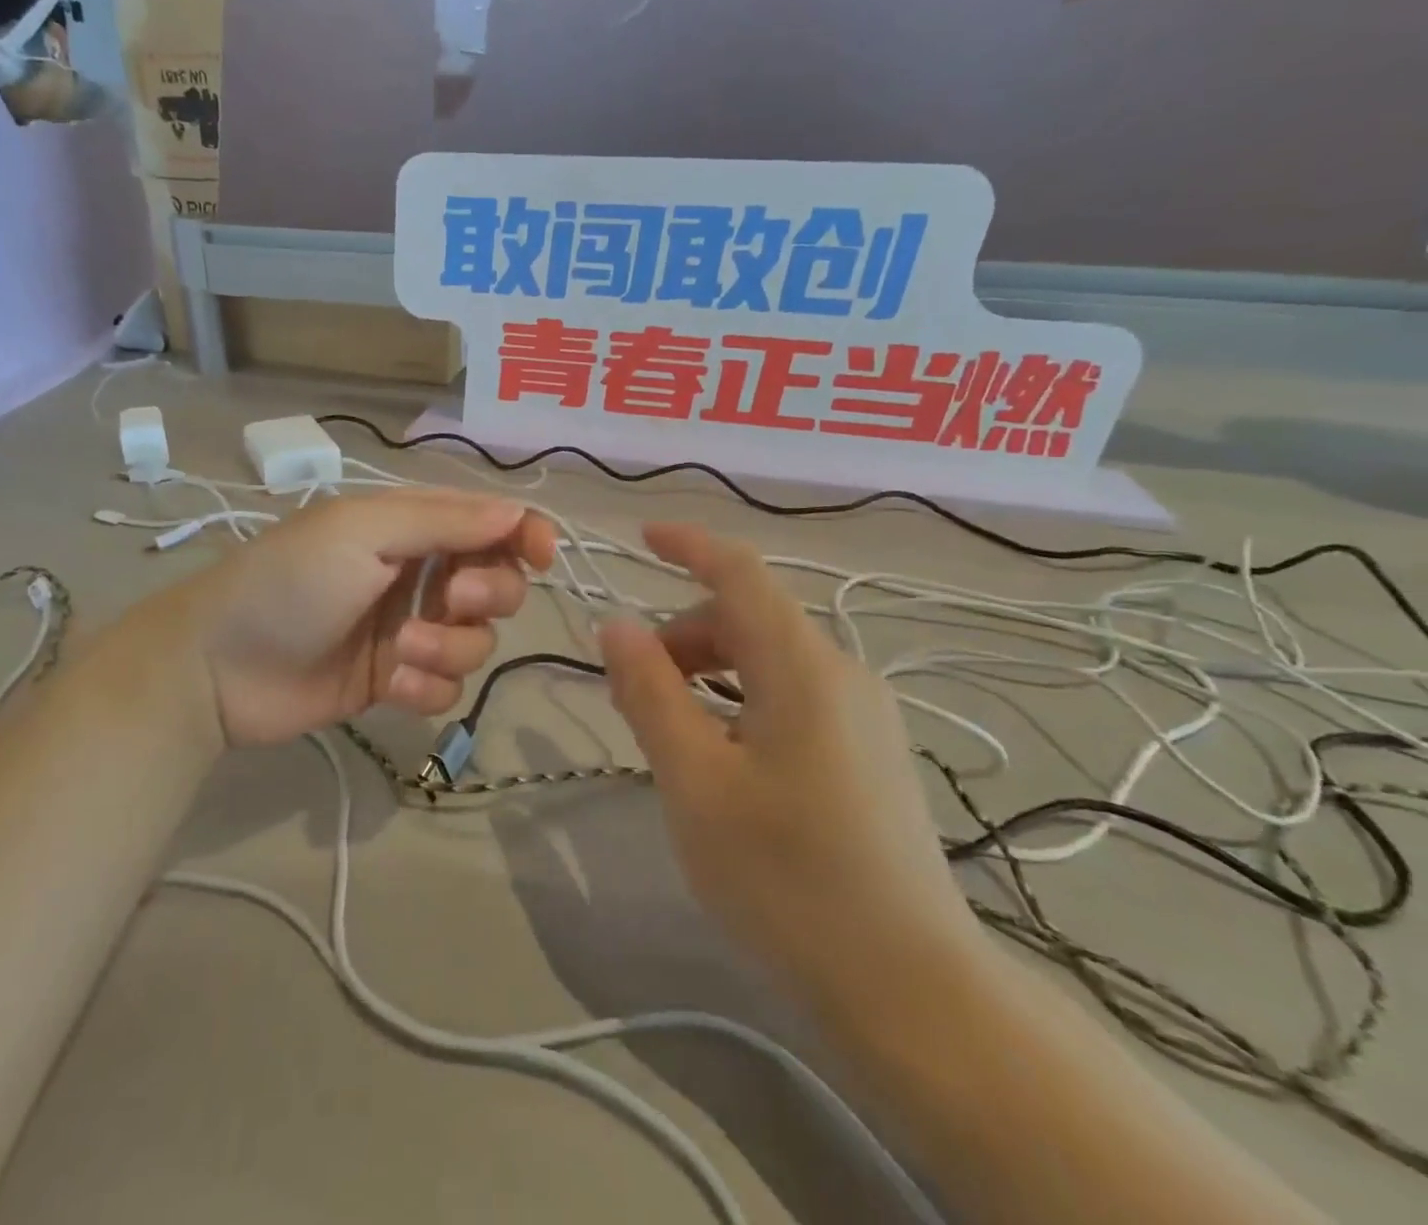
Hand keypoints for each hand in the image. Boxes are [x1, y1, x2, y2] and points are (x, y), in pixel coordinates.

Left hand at [158, 488, 555, 747]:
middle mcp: (418, 574)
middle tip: (449, 599)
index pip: (489, 523)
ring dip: (448, 649)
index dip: (525, 534)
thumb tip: (518, 514)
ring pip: (475, 641)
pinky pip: (445, 687)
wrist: (217, 667)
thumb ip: (443, 522)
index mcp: (410, 526)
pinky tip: (388, 688)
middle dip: (486, 593)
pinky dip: (426, 688)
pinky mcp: (395, 681)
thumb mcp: (361, 532)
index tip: (543, 555)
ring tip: (400, 654)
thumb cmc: (289, 580)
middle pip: (496, 582)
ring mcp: (408, 630)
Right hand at [598, 522, 989, 1017]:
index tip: (641, 538)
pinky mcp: (870, 751)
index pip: (739, 572)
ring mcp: (863, 714)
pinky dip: (740, 698)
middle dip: (681, 636)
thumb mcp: (695, 781)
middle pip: (746, 619)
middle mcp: (841, 674)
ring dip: (707, 671)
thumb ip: (651, 693)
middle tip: (630, 695)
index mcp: (802, 667)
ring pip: (768, 659)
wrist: (912, 989)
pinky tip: (719, 754)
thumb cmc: (786, 878)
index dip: (688, 545)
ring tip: (667, 730)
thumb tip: (616, 626)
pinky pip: (792, 694)